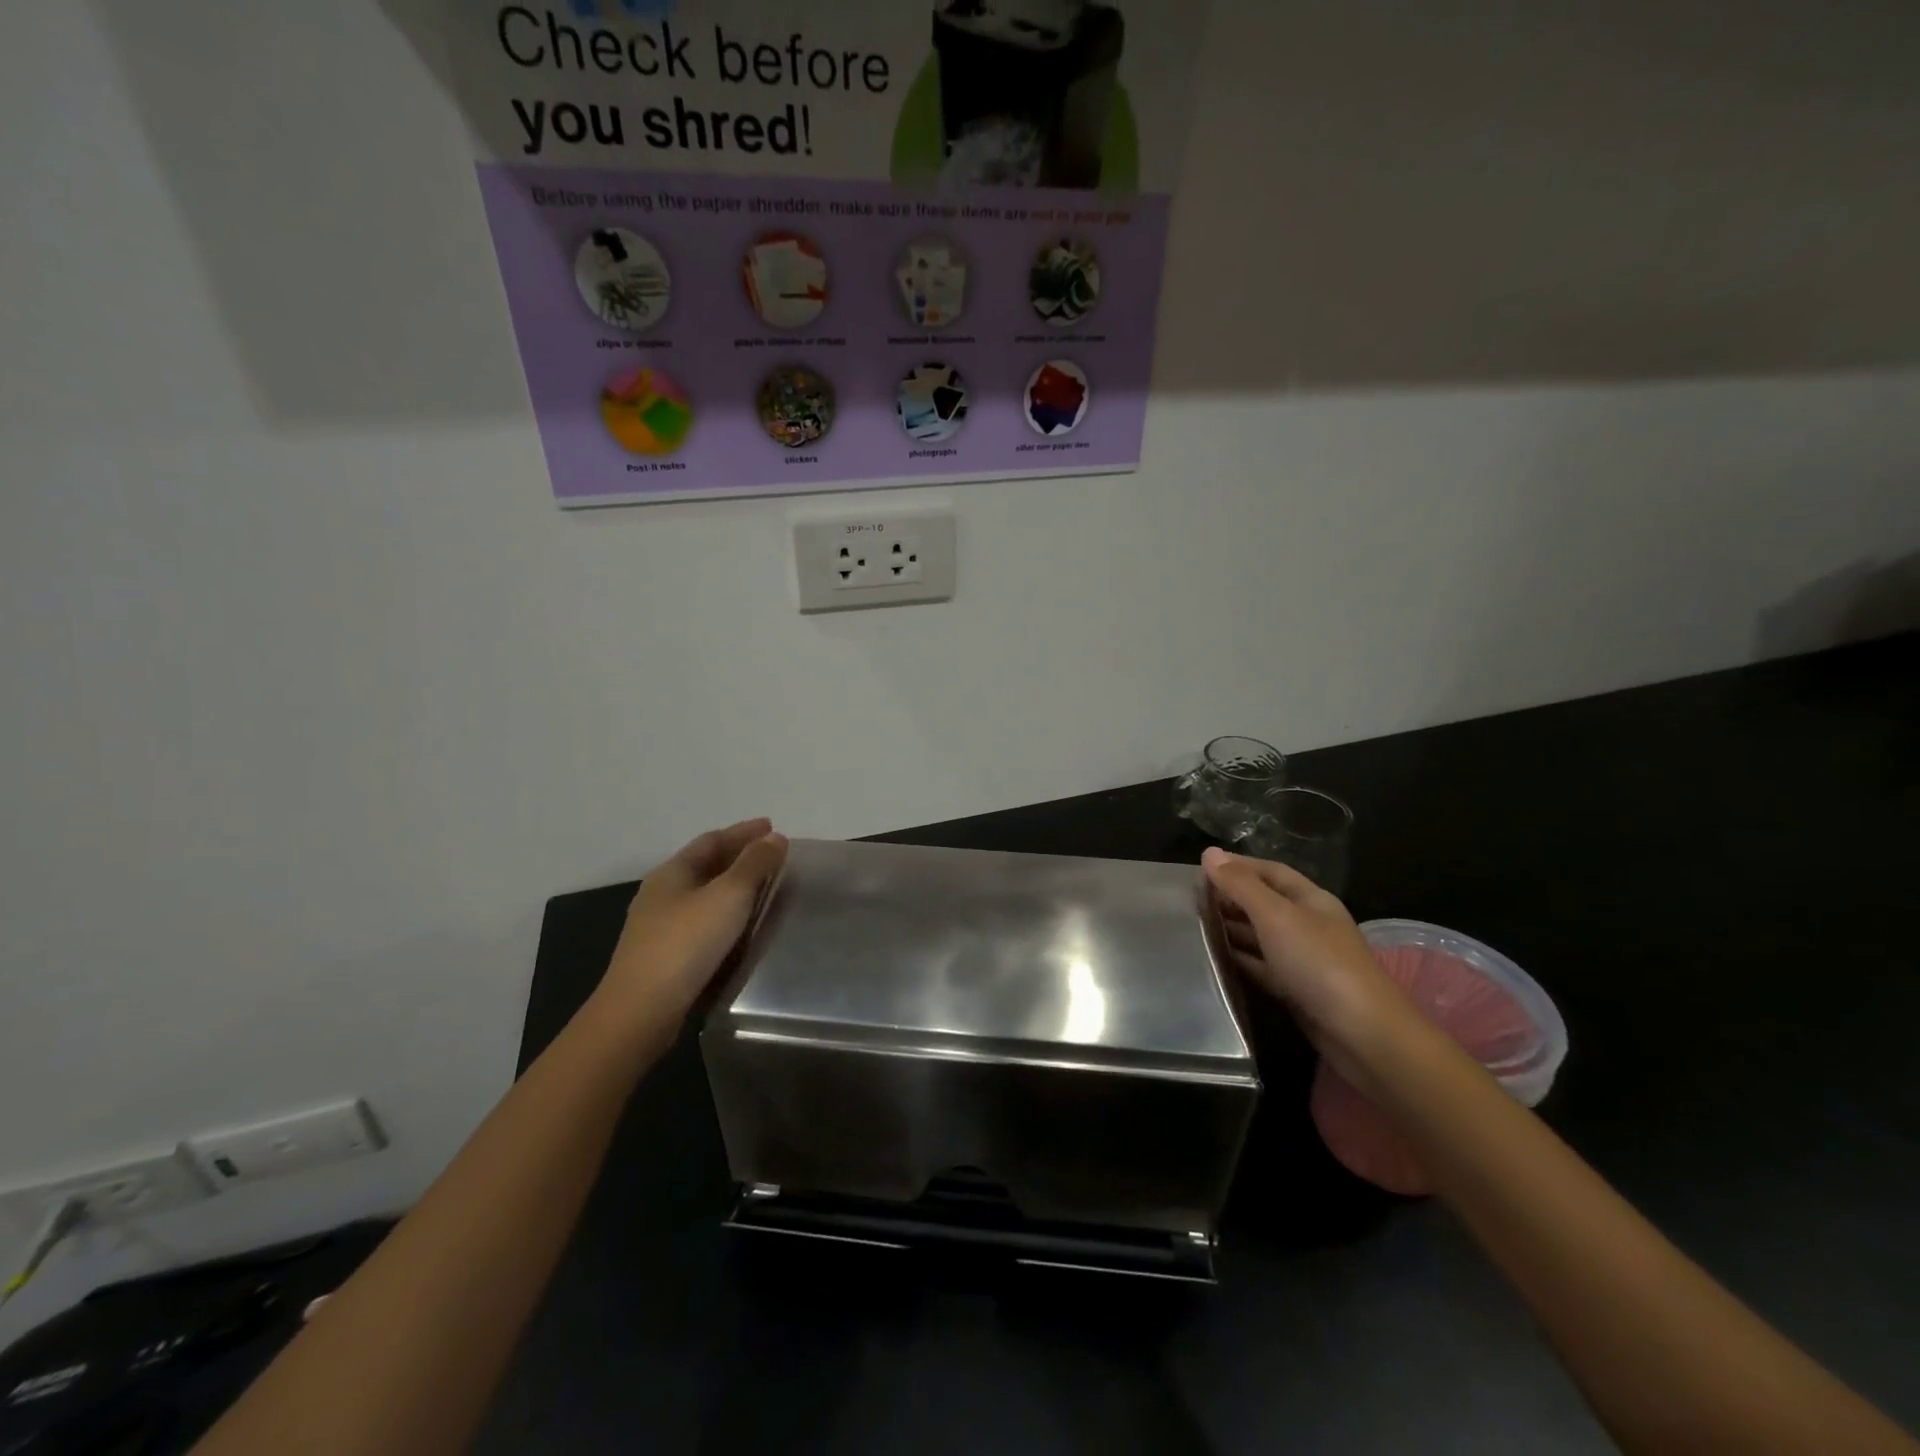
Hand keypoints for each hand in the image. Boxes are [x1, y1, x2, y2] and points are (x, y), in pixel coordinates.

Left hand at [597, 819, 788, 1027]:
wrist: (642, 1010)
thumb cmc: (686, 942)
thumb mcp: (728, 896)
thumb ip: (754, 864)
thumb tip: (775, 837)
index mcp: (672, 872)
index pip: (712, 840)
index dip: (743, 832)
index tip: (772, 827)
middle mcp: (661, 893)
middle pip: (705, 865)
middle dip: (738, 856)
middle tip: (772, 856)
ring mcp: (658, 926)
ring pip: (702, 895)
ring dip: (732, 887)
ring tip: (763, 889)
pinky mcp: (663, 956)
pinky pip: (700, 922)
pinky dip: (724, 914)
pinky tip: (739, 927)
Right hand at [1203, 847, 1425, 1082]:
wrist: (1363, 1035)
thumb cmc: (1319, 963)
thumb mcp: (1276, 916)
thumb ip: (1241, 885)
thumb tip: (1209, 852)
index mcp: (1310, 899)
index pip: (1270, 871)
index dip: (1237, 866)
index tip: (1200, 867)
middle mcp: (1307, 924)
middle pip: (1264, 902)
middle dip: (1230, 897)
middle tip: (1188, 898)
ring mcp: (1303, 959)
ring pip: (1260, 935)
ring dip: (1230, 928)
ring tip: (1192, 925)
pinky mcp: (1296, 990)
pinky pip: (1261, 967)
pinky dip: (1239, 959)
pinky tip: (1214, 958)